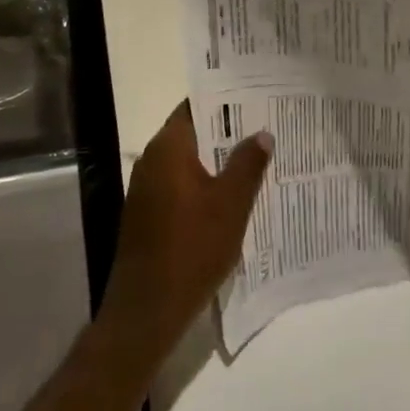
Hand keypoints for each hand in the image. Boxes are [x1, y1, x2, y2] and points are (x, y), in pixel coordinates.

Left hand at [99, 103, 271, 369]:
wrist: (146, 311)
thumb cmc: (191, 249)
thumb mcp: (230, 205)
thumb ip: (247, 165)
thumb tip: (262, 133)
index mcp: (168, 148)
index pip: (195, 106)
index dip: (224, 101)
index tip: (254, 99)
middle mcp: (151, 160)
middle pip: (192, 133)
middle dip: (226, 132)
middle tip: (263, 128)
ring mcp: (146, 189)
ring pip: (187, 162)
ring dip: (216, 162)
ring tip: (255, 161)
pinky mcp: (147, 215)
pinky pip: (179, 186)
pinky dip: (203, 185)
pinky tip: (230, 198)